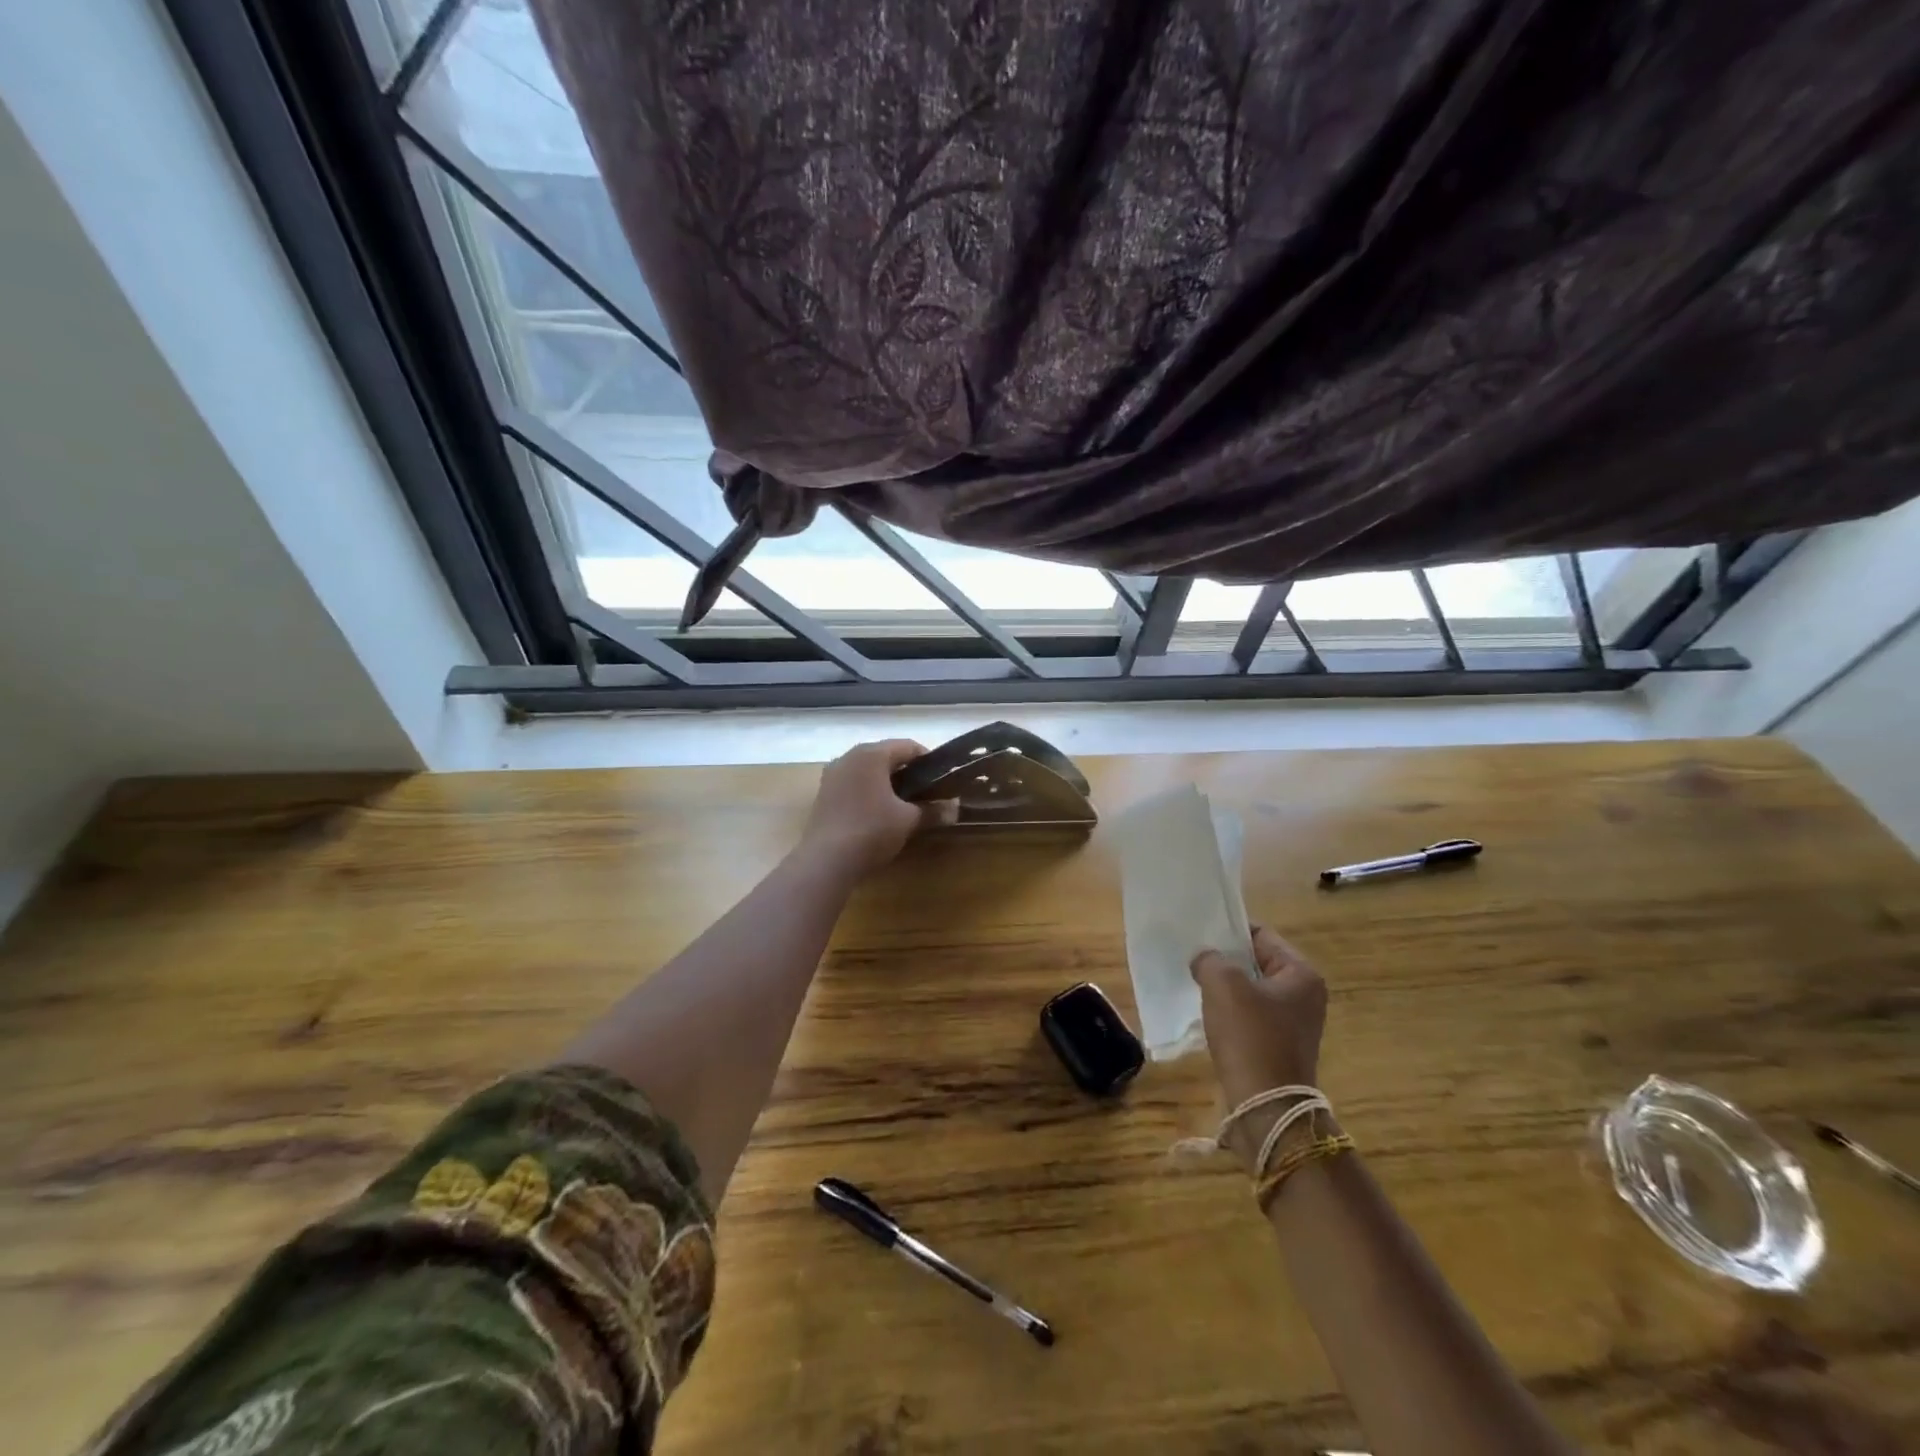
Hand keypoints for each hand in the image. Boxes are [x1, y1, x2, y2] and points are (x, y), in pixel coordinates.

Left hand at [799, 740, 953, 877]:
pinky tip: (878, 813)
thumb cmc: (872, 831)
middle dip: (907, 772)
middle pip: (886, 756)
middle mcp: (849, 756)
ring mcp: (833, 774)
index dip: (929, 761)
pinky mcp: (824, 793)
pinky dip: (869, 791)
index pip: (908, 746)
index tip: (942, 780)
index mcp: (871, 754)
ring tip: (904, 804)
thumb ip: (933, 810)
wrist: (826, 861)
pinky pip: (854, 783)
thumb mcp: (908, 820)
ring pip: (868, 770)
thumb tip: (955, 809)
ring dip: (887, 782)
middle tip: (926, 793)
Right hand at [1192, 926, 1328, 1167]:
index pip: (1261, 935)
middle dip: (1225, 960)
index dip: (1228, 931)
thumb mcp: (1223, 984)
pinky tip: (1209, 1016)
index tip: (1199, 934)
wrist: (1266, 1106)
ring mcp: (1295, 1023)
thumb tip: (1205, 960)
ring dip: (1226, 988)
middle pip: (1256, 962)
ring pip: (1251, 990)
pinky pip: (1250, 1016)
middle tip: (1194, 959)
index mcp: (1301, 974)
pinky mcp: (1280, 1046)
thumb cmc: (1250, 1036)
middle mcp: (1305, 995)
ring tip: (1197, 985)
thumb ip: (1210, 959)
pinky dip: (1230, 1012)